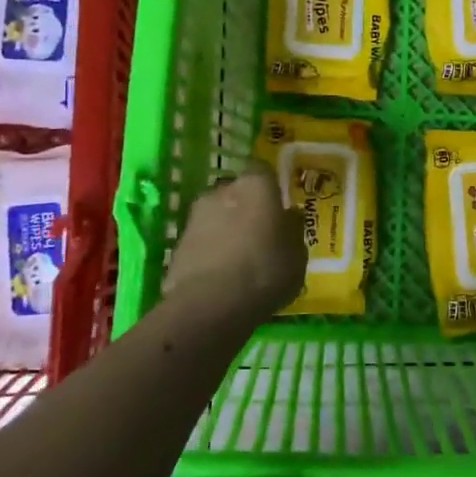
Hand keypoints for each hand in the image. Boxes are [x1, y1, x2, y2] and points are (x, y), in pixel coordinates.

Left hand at [164, 164, 306, 322]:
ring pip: (218, 216)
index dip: (272, 188)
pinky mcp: (177, 243)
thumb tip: (289, 217)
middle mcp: (222, 191)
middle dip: (248, 209)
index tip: (280, 207)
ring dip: (227, 230)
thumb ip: (293, 230)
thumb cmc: (265, 271)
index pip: (264, 172)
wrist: (210, 304)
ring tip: (241, 259)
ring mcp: (196, 216)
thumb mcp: (297, 255)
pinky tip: (222, 275)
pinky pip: (202, 240)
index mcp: (256, 186)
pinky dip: (211, 250)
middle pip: (238, 194)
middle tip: (262, 235)